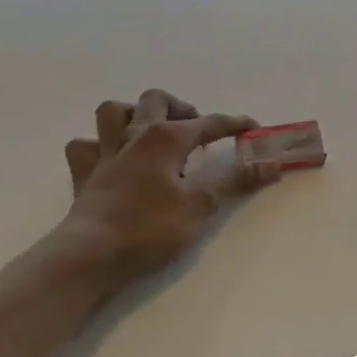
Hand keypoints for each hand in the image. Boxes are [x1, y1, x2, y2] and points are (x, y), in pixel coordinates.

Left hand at [55, 89, 278, 290]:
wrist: (90, 255)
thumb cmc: (151, 228)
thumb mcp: (202, 205)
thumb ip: (236, 181)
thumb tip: (272, 164)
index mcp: (166, 138)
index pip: (209, 123)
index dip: (234, 124)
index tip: (254, 129)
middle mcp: (134, 135)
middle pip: (156, 100)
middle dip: (181, 108)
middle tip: (198, 130)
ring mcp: (105, 153)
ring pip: (114, 111)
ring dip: (136, 114)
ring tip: (154, 132)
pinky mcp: (84, 175)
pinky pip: (86, 146)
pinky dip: (100, 145)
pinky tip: (113, 158)